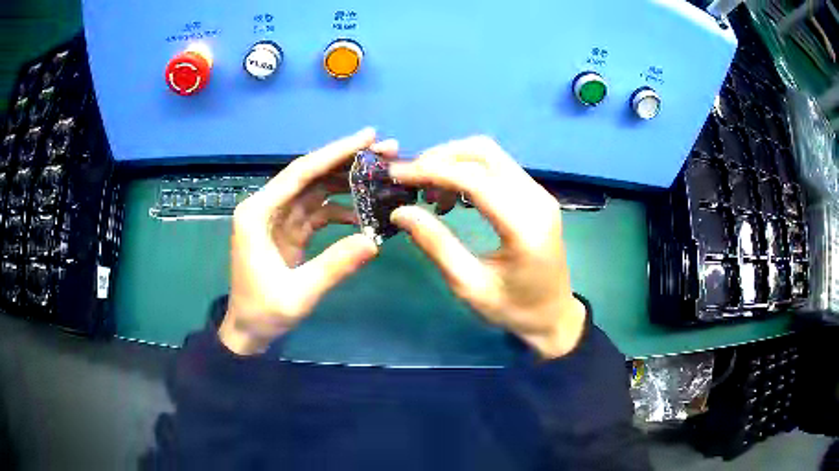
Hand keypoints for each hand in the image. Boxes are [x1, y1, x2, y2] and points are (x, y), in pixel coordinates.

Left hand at [219, 129, 384, 354]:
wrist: (248, 331)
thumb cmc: (263, 312)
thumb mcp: (298, 294)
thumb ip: (334, 267)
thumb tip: (374, 241)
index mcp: (258, 213)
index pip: (301, 172)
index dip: (335, 152)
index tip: (368, 136)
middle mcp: (267, 206)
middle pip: (311, 174)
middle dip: (347, 160)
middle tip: (386, 149)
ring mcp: (280, 217)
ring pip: (317, 188)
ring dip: (347, 180)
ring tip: (382, 172)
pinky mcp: (290, 229)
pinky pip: (318, 210)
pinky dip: (341, 208)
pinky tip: (365, 212)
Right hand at [389, 136, 586, 359]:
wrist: (553, 314)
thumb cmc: (513, 309)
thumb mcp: (469, 286)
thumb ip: (437, 245)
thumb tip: (401, 212)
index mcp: (523, 226)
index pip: (474, 178)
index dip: (431, 170)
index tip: (397, 175)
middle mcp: (536, 199)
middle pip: (483, 152)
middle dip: (440, 158)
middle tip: (410, 181)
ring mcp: (539, 193)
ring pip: (490, 154)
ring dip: (453, 163)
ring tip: (429, 194)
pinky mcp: (535, 195)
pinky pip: (497, 167)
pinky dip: (468, 172)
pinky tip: (452, 197)